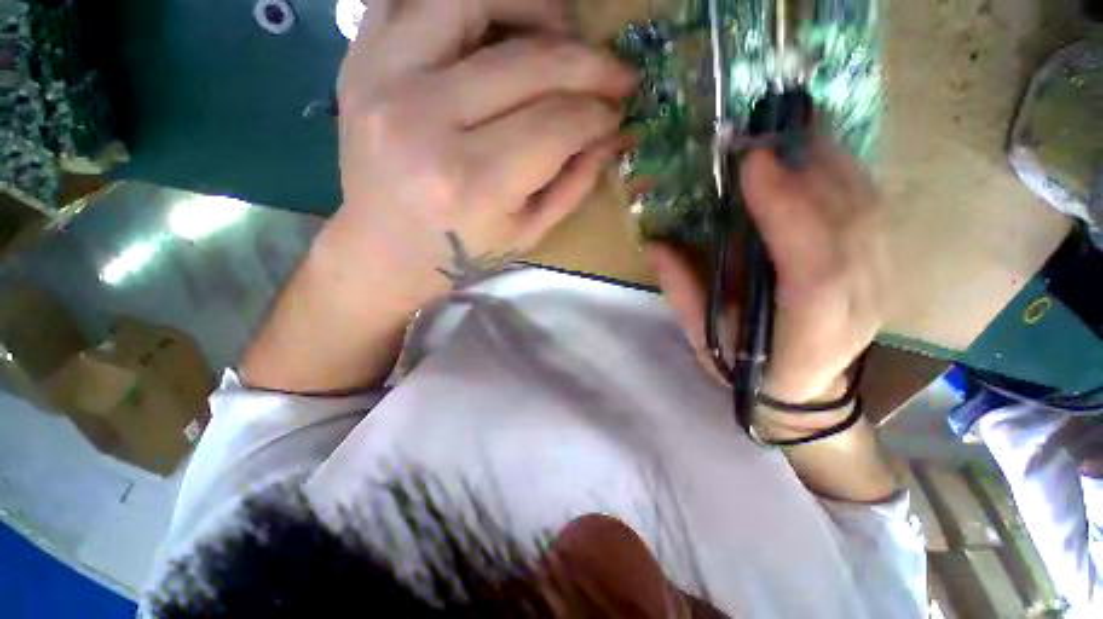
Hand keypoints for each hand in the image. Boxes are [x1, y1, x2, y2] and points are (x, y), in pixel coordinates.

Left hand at [333, 0, 635, 304]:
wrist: (384, 249)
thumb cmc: (459, 253)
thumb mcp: (526, 234)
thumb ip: (573, 184)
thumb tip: (613, 134)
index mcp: (473, 183)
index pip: (557, 124)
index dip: (598, 115)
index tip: (617, 115)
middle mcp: (427, 122)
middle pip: (529, 64)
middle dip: (589, 65)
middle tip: (616, 73)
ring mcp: (384, 80)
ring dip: (535, 5)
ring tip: (564, 29)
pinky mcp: (361, 61)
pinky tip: (498, 17)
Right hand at [649, 143, 888, 411]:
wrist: (804, 388)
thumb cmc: (748, 368)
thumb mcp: (706, 339)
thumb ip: (684, 293)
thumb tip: (655, 244)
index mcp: (808, 338)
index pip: (813, 272)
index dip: (789, 213)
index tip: (755, 164)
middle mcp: (857, 308)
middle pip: (851, 230)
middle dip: (810, 172)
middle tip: (769, 130)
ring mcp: (880, 284)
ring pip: (867, 212)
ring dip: (831, 162)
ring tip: (794, 127)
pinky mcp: (883, 266)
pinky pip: (871, 209)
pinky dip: (845, 173)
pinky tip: (818, 151)